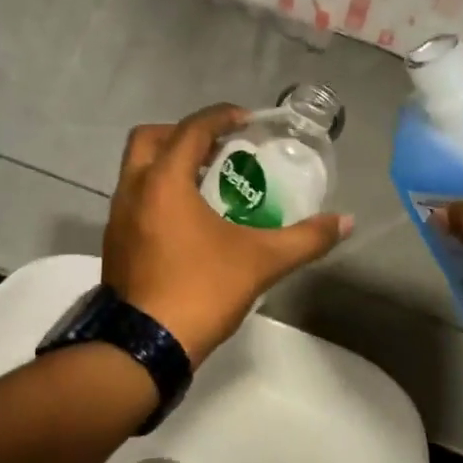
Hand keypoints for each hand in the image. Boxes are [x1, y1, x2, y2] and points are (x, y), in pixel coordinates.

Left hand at [104, 105, 353, 364]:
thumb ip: (306, 238)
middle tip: (217, 148)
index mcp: (164, 181)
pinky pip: (134, 198)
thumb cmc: (201, 291)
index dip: (220, 116)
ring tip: (207, 181)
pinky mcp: (115, 242)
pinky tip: (187, 220)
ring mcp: (118, 217)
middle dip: (183, 134)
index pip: (191, 129)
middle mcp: (133, 189)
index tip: (245, 120)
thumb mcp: (261, 262)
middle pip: (151, 138)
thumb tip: (347, 221)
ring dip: (168, 163)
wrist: (145, 346)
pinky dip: (158, 192)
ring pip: (137, 169)